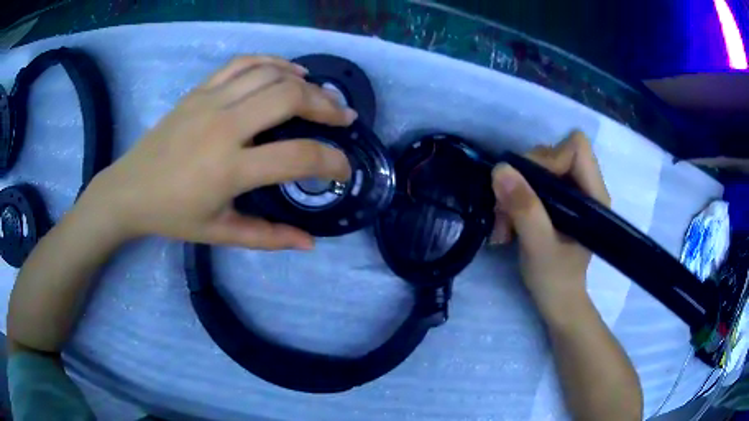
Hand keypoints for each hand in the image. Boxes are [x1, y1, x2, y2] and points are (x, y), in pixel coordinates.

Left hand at [80, 56, 356, 249]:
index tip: (343, 167)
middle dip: (326, 106)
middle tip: (343, 117)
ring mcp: (210, 101)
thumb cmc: (173, 216)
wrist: (129, 190)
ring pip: (270, 74)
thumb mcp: (220, 233)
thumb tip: (310, 242)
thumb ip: (268, 237)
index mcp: (229, 169)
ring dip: (305, 81)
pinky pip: (243, 63)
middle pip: (289, 98)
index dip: (331, 162)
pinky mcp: (199, 90)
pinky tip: (290, 71)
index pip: (297, 156)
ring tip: (321, 94)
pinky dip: (273, 62)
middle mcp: (224, 127)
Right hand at [490, 131, 609, 320]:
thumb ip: (524, 209)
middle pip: (552, 154)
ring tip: (502, 224)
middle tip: (504, 209)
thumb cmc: (556, 280)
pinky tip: (506, 225)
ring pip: (537, 168)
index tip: (527, 185)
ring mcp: (570, 194)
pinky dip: (514, 199)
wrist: (557, 302)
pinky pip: (531, 183)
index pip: (576, 148)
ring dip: (513, 191)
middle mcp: (584, 187)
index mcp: (594, 195)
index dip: (549, 158)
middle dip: (523, 178)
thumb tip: (500, 169)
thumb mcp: (539, 247)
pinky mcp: (557, 202)